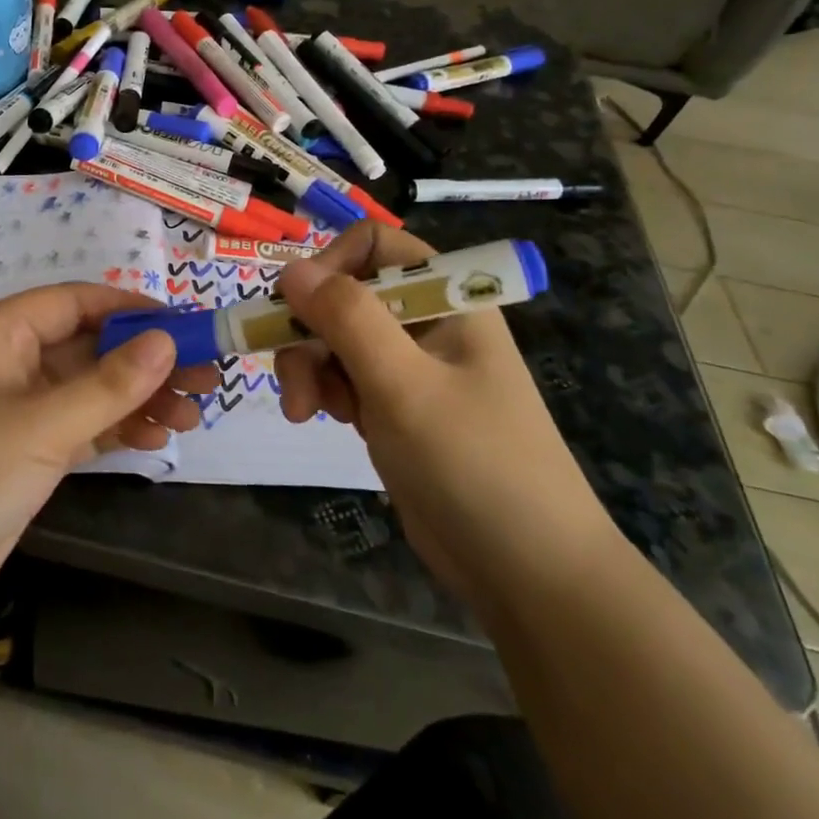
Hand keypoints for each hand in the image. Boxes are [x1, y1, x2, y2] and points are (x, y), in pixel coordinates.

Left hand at [0, 286, 217, 651]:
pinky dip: (114, 431)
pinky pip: (78, 429)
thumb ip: (108, 384)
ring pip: (87, 391)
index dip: (129, 308)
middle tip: (204, 376)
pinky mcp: (20, 459)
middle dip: (144, 360)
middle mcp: (7, 365)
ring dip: (136, 399)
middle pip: (87, 347)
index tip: (184, 323)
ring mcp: (14, 415)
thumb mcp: (41, 425)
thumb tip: (167, 341)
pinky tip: (155, 439)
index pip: (74, 302)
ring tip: (192, 413)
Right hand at [273, 224, 618, 607]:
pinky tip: (323, 421)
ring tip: (305, 412)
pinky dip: (324, 392)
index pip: (376, 244)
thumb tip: (290, 268)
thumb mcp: (403, 385)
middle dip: (309, 330)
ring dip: (309, 367)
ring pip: (336, 339)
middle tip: (292, 377)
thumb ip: (347, 319)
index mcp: (446, 299)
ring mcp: (411, 368)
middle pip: (345, 295)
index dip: (330, 264)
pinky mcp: (396, 408)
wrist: (528, 573)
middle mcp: (426, 323)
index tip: (296, 305)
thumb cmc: (473, 464)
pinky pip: (344, 377)